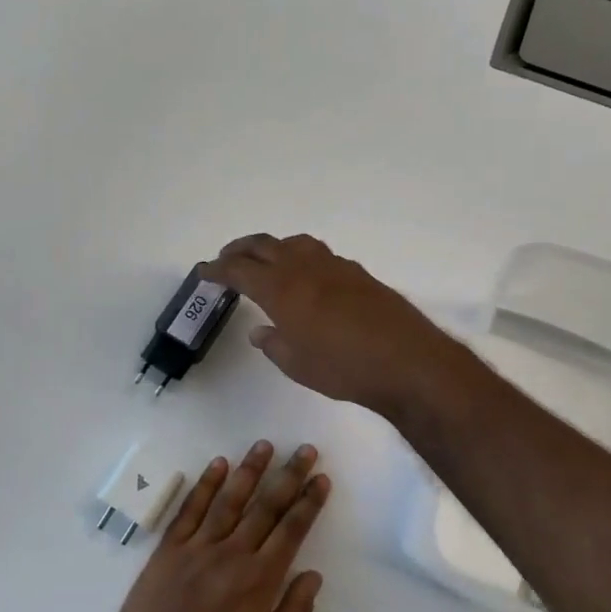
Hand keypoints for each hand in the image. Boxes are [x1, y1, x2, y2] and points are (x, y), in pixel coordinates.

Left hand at [97, 440, 329, 611]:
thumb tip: (313, 574)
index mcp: (258, 581)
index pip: (291, 530)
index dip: (308, 502)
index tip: (321, 478)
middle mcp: (231, 554)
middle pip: (265, 506)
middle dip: (288, 475)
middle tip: (305, 449)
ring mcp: (196, 547)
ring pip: (229, 499)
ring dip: (249, 469)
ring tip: (265, 444)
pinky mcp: (168, 549)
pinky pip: (190, 509)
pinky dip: (204, 484)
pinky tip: (217, 464)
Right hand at [204, 233, 468, 418]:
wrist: (407, 361)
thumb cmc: (343, 368)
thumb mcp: (297, 364)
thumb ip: (273, 344)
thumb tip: (260, 331)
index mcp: (281, 288)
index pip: (239, 269)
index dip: (217, 269)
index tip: (204, 272)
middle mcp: (304, 267)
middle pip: (263, 245)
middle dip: (239, 250)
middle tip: (226, 260)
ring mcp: (334, 266)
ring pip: (293, 243)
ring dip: (272, 247)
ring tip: (264, 262)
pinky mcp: (357, 273)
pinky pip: (318, 254)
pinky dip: (299, 257)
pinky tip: (305, 278)